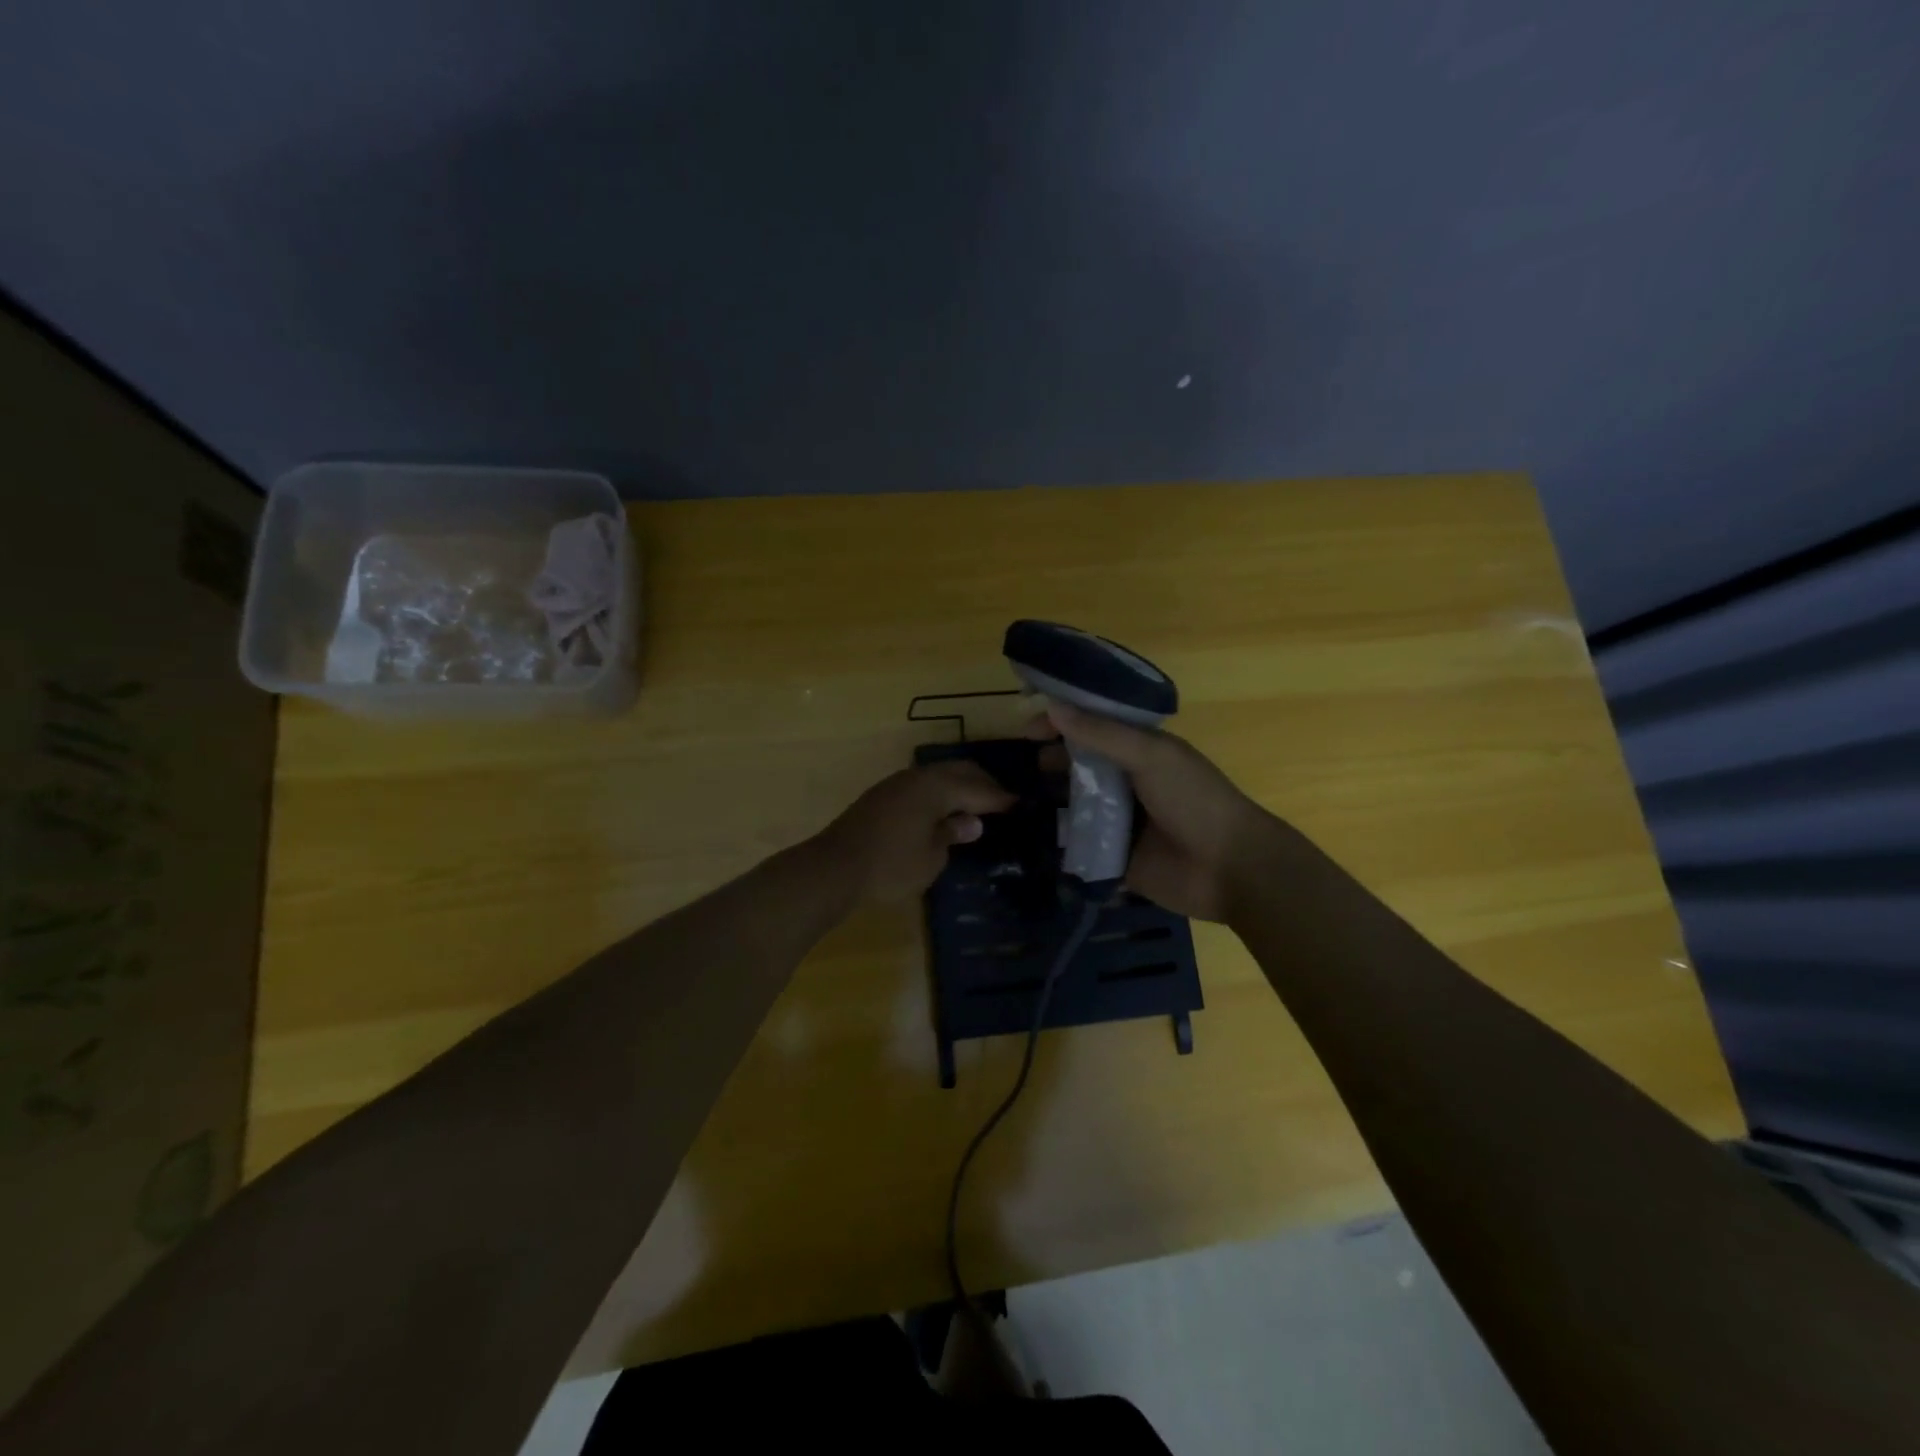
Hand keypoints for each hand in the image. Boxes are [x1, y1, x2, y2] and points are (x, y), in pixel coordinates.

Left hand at [816, 761, 1016, 903]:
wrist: (833, 868)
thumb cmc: (890, 866)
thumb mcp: (931, 857)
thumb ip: (953, 833)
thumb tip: (971, 821)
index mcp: (936, 788)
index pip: (978, 787)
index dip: (1000, 797)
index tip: (1021, 804)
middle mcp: (917, 777)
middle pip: (959, 771)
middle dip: (982, 783)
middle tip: (1002, 801)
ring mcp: (896, 784)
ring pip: (938, 775)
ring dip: (959, 786)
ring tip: (976, 805)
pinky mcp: (881, 796)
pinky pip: (921, 786)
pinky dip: (940, 793)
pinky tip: (943, 810)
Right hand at [1033, 703, 1283, 920]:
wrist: (1229, 869)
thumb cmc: (1194, 800)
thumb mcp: (1150, 756)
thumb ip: (1101, 733)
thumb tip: (1052, 707)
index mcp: (1140, 750)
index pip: (1094, 726)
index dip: (1063, 721)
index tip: (1028, 726)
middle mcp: (1127, 781)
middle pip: (1080, 765)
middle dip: (1052, 761)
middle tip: (1024, 765)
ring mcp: (1119, 821)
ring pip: (1075, 804)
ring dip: (1051, 800)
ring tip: (1020, 800)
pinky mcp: (1112, 857)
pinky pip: (1078, 846)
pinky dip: (1059, 840)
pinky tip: (1032, 835)